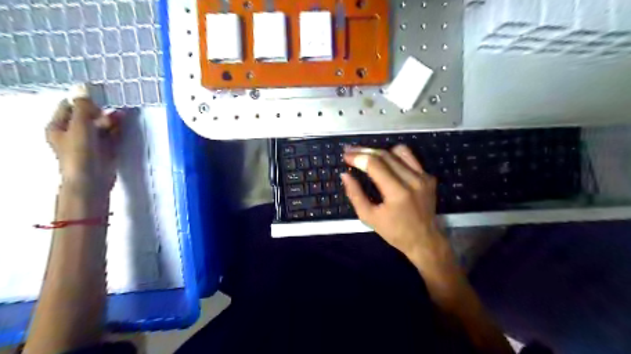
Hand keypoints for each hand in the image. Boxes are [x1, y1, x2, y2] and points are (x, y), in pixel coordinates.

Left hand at [45, 98, 118, 193]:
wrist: (92, 180)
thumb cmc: (80, 154)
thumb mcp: (80, 128)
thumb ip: (84, 108)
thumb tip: (83, 86)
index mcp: (59, 127)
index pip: (70, 106)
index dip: (84, 100)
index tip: (100, 95)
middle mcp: (74, 133)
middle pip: (88, 116)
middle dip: (101, 111)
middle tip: (115, 107)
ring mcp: (92, 142)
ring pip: (102, 125)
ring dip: (112, 119)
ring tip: (124, 114)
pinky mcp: (106, 149)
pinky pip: (112, 135)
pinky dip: (118, 129)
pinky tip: (125, 122)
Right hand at [343, 146, 456, 271]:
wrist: (424, 240)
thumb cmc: (394, 232)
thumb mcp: (369, 217)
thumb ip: (355, 194)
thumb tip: (345, 175)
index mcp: (397, 192)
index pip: (374, 164)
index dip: (358, 157)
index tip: (345, 156)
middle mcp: (412, 180)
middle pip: (384, 155)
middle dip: (364, 151)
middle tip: (350, 151)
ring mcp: (423, 177)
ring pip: (398, 151)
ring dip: (379, 151)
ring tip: (366, 155)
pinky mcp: (428, 176)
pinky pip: (410, 158)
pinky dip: (395, 156)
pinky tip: (386, 162)